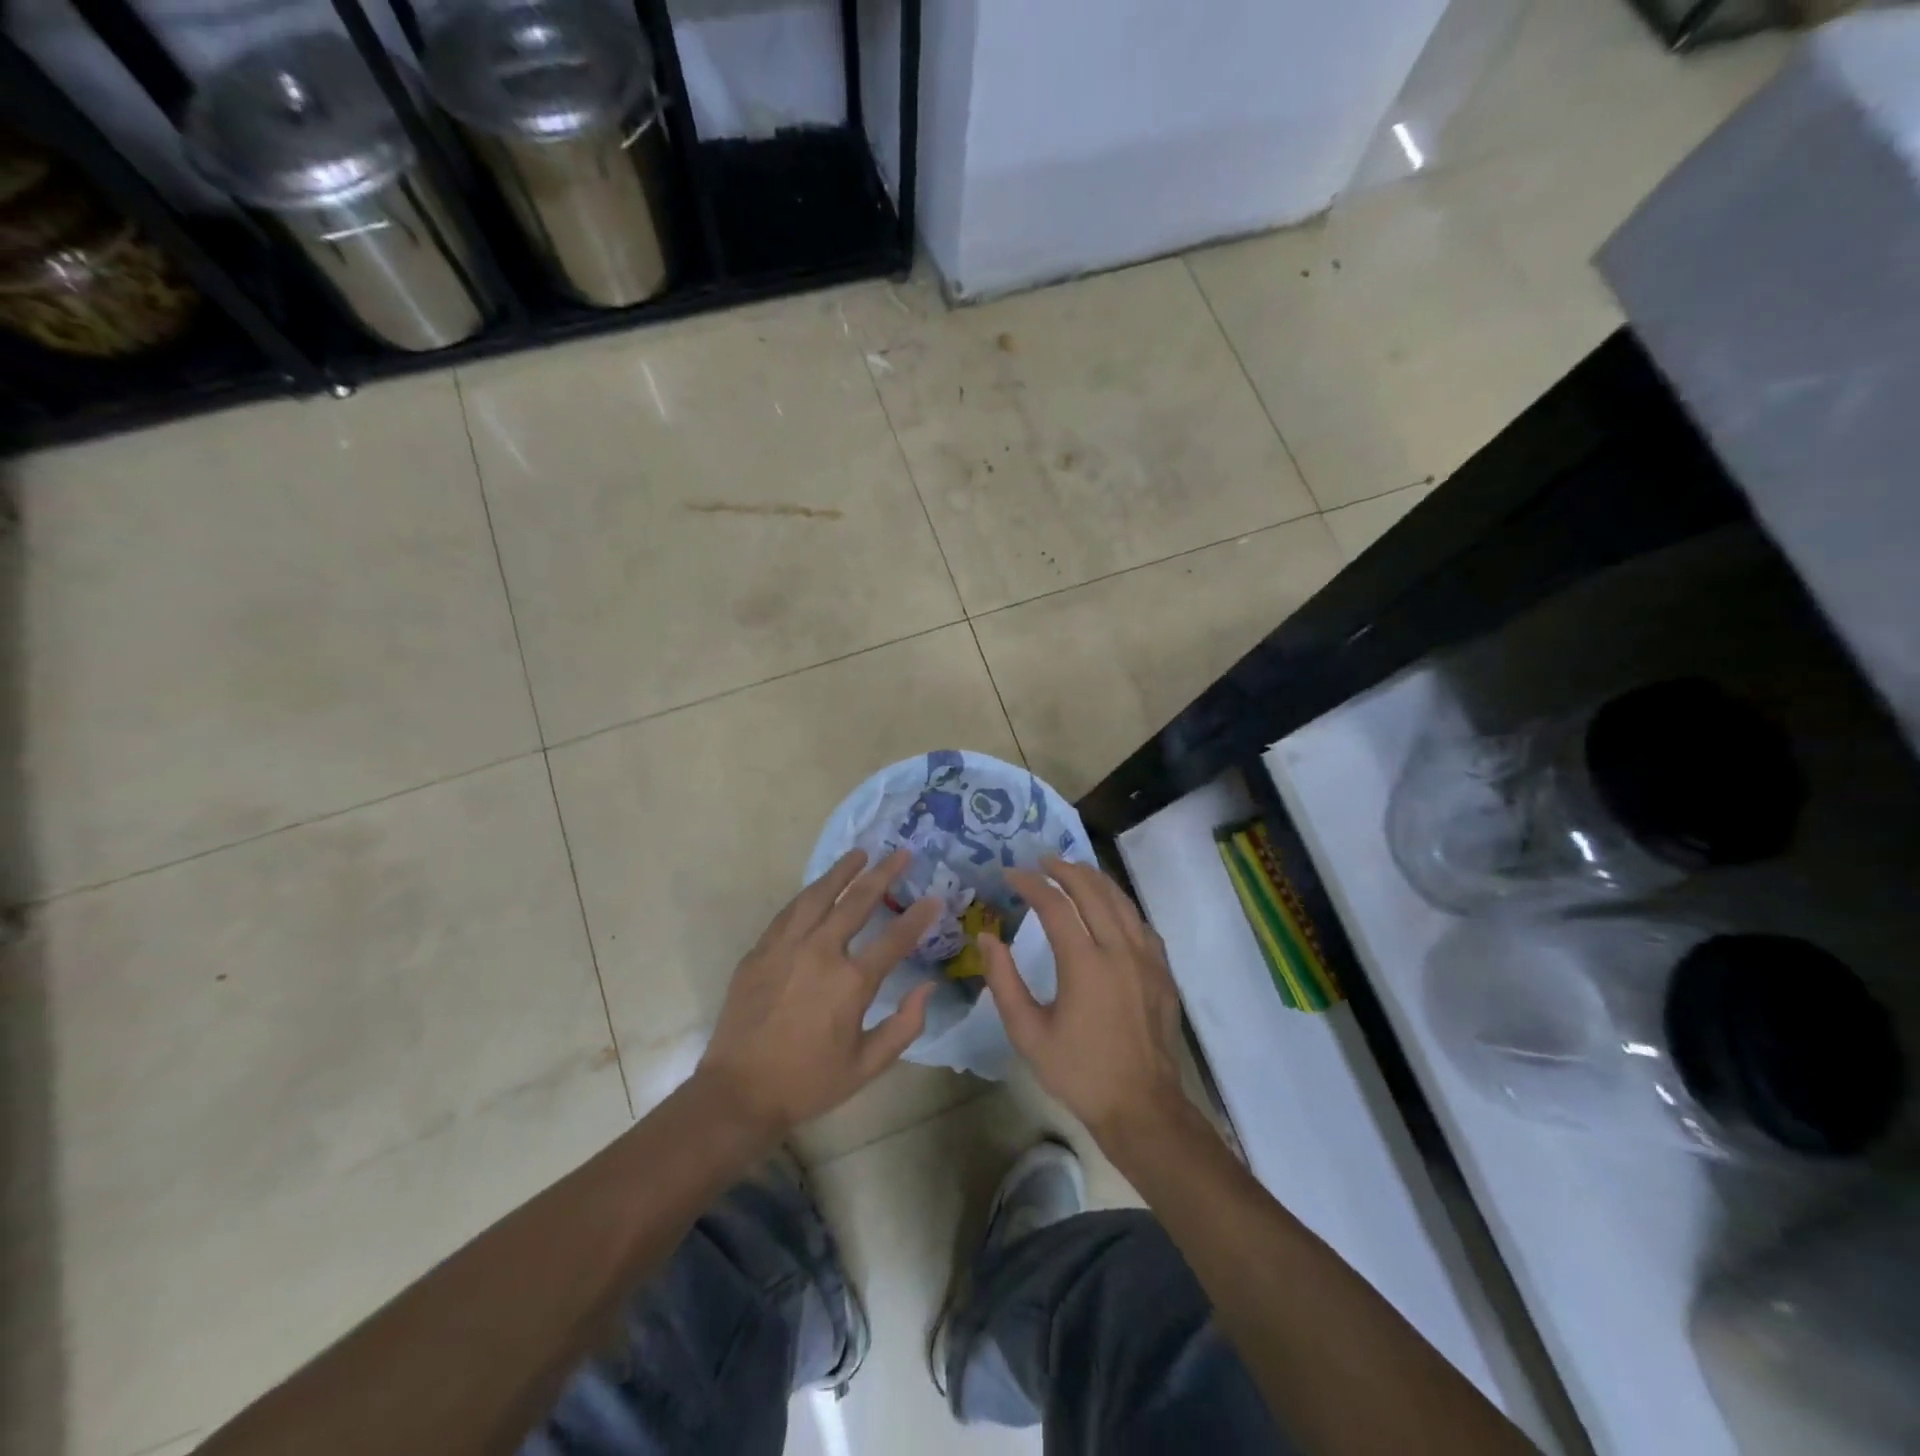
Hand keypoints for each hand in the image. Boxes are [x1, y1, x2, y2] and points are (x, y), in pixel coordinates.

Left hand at [694, 848, 940, 1139]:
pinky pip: (789, 911)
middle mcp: (820, 952)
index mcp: (851, 982)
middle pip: (857, 901)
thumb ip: (904, 1025)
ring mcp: (786, 947)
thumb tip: (928, 987)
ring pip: (818, 895)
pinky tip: (818, 887)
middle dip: (884, 874)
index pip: (895, 938)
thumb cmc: (808, 1082)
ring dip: (842, 871)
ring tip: (860, 854)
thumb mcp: (867, 1066)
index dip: (919, 916)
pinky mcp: (760, 950)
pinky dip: (809, 893)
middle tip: (901, 853)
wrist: (739, 1092)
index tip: (934, 897)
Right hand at [981, 856, 1187, 1142]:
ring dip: (1094, 879)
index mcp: (1085, 964)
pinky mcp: (1162, 971)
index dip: (1031, 884)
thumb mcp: (1028, 1033)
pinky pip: (1140, 922)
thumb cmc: (1079, 1072)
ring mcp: (1147, 958)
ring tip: (1073, 869)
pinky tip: (1109, 907)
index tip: (1010, 875)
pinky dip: (1119, 904)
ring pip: (1121, 900)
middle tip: (1041, 861)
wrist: (1142, 1106)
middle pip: (1092, 890)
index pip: (1055, 905)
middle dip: (1064, 869)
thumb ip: (1004, 981)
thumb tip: (987, 937)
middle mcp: (1119, 950)